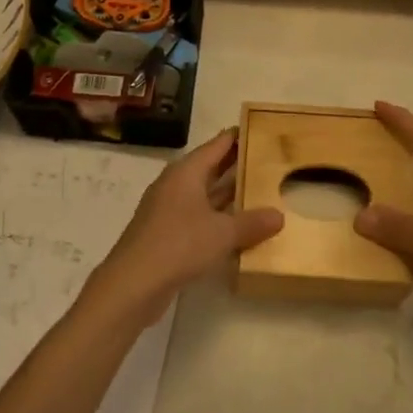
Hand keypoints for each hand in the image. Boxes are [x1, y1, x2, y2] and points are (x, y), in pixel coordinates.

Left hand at [87, 129, 283, 322]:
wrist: (133, 284)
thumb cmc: (179, 244)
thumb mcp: (223, 233)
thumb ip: (252, 223)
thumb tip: (279, 216)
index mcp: (186, 173)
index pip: (215, 146)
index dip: (236, 137)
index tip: (257, 129)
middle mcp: (175, 185)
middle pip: (209, 168)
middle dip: (235, 165)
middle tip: (265, 159)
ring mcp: (167, 210)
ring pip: (203, 195)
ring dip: (227, 194)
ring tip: (258, 191)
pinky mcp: (165, 234)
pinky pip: (197, 217)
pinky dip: (216, 218)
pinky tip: (236, 227)